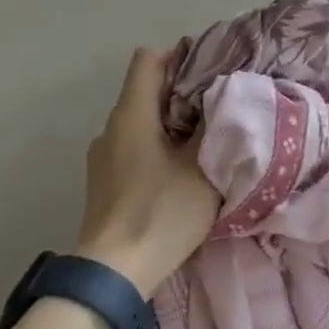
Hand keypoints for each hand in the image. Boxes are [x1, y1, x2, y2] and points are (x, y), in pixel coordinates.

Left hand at [73, 48, 220, 293]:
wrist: (115, 272)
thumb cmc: (162, 212)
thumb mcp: (204, 168)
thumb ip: (215, 127)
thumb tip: (224, 98)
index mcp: (131, 115)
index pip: (149, 60)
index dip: (181, 56)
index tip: (214, 70)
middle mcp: (110, 129)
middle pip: (146, 93)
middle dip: (184, 95)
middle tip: (222, 108)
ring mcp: (103, 158)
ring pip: (142, 125)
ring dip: (172, 127)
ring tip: (207, 143)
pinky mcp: (105, 184)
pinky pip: (135, 151)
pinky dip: (159, 151)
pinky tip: (182, 174)